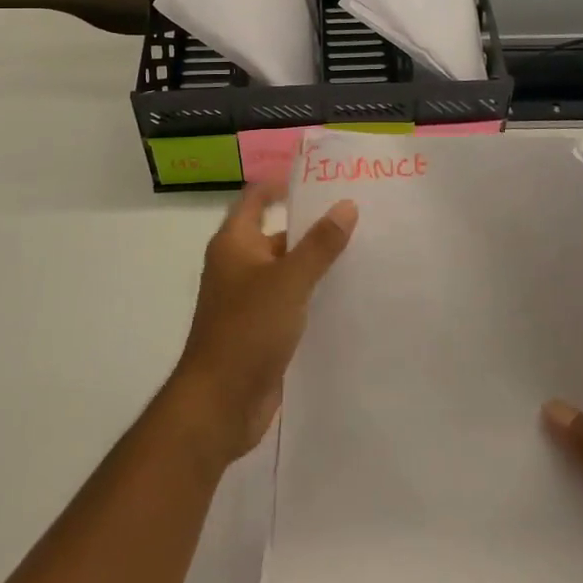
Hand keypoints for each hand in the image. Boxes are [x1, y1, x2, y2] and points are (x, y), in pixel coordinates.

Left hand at [166, 183, 357, 465]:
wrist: (220, 403)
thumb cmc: (247, 329)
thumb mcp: (289, 281)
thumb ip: (319, 244)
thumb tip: (346, 206)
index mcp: (234, 243)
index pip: (256, 198)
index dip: (282, 185)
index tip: (321, 179)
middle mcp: (238, 265)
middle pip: (276, 234)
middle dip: (311, 226)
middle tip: (357, 217)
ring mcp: (248, 300)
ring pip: (287, 270)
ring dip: (316, 263)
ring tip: (363, 252)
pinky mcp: (261, 330)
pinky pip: (291, 302)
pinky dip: (313, 296)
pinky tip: (347, 297)